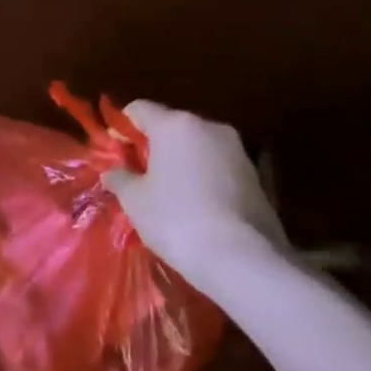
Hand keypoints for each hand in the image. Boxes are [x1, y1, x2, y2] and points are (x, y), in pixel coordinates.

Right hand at [104, 101, 285, 288]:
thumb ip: (120, 178)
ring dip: (180, 163)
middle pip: (171, 126)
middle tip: (138, 175)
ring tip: (168, 195)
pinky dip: (203, 179)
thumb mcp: (135, 200)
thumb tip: (113, 172)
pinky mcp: (257, 178)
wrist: (245, 261)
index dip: (121, 127)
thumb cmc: (177, 219)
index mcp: (175, 125)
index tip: (115, 152)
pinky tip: (196, 208)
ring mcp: (238, 152)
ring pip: (197, 147)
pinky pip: (218, 168)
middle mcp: (209, 128)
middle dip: (152, 146)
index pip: (139, 109)